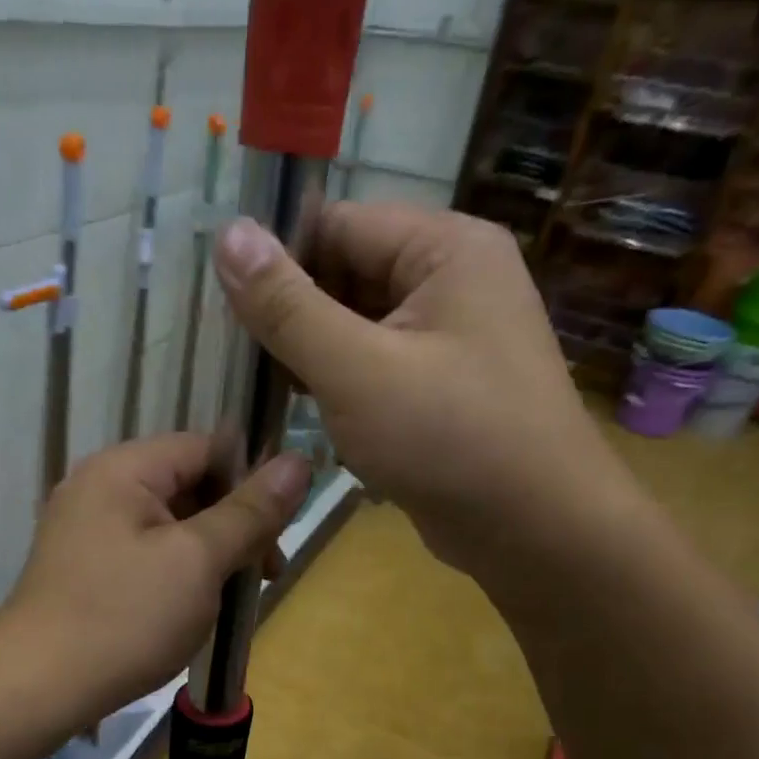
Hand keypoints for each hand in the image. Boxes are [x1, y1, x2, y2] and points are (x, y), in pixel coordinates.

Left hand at [0, 433, 310, 722]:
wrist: (36, 688)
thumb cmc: (125, 618)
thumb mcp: (199, 561)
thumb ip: (250, 511)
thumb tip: (300, 460)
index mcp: (124, 468)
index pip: (207, 449)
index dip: (251, 483)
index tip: (278, 533)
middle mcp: (100, 486)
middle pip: (190, 486)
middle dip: (234, 526)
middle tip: (263, 576)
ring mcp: (87, 527)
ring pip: (172, 524)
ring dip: (210, 554)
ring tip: (231, 599)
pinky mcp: (85, 565)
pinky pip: (147, 552)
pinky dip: (178, 572)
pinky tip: (193, 608)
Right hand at [214, 203, 638, 579]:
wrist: (536, 532)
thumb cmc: (449, 439)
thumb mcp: (356, 369)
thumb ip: (288, 306)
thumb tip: (228, 234)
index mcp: (446, 248)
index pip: (338, 225)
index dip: (277, 261)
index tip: (222, 307)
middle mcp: (454, 280)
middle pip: (348, 275)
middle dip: (294, 316)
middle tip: (238, 358)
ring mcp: (452, 336)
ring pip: (358, 326)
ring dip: (312, 355)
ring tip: (263, 387)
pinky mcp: (443, 386)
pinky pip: (377, 366)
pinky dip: (340, 384)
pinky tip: (305, 410)